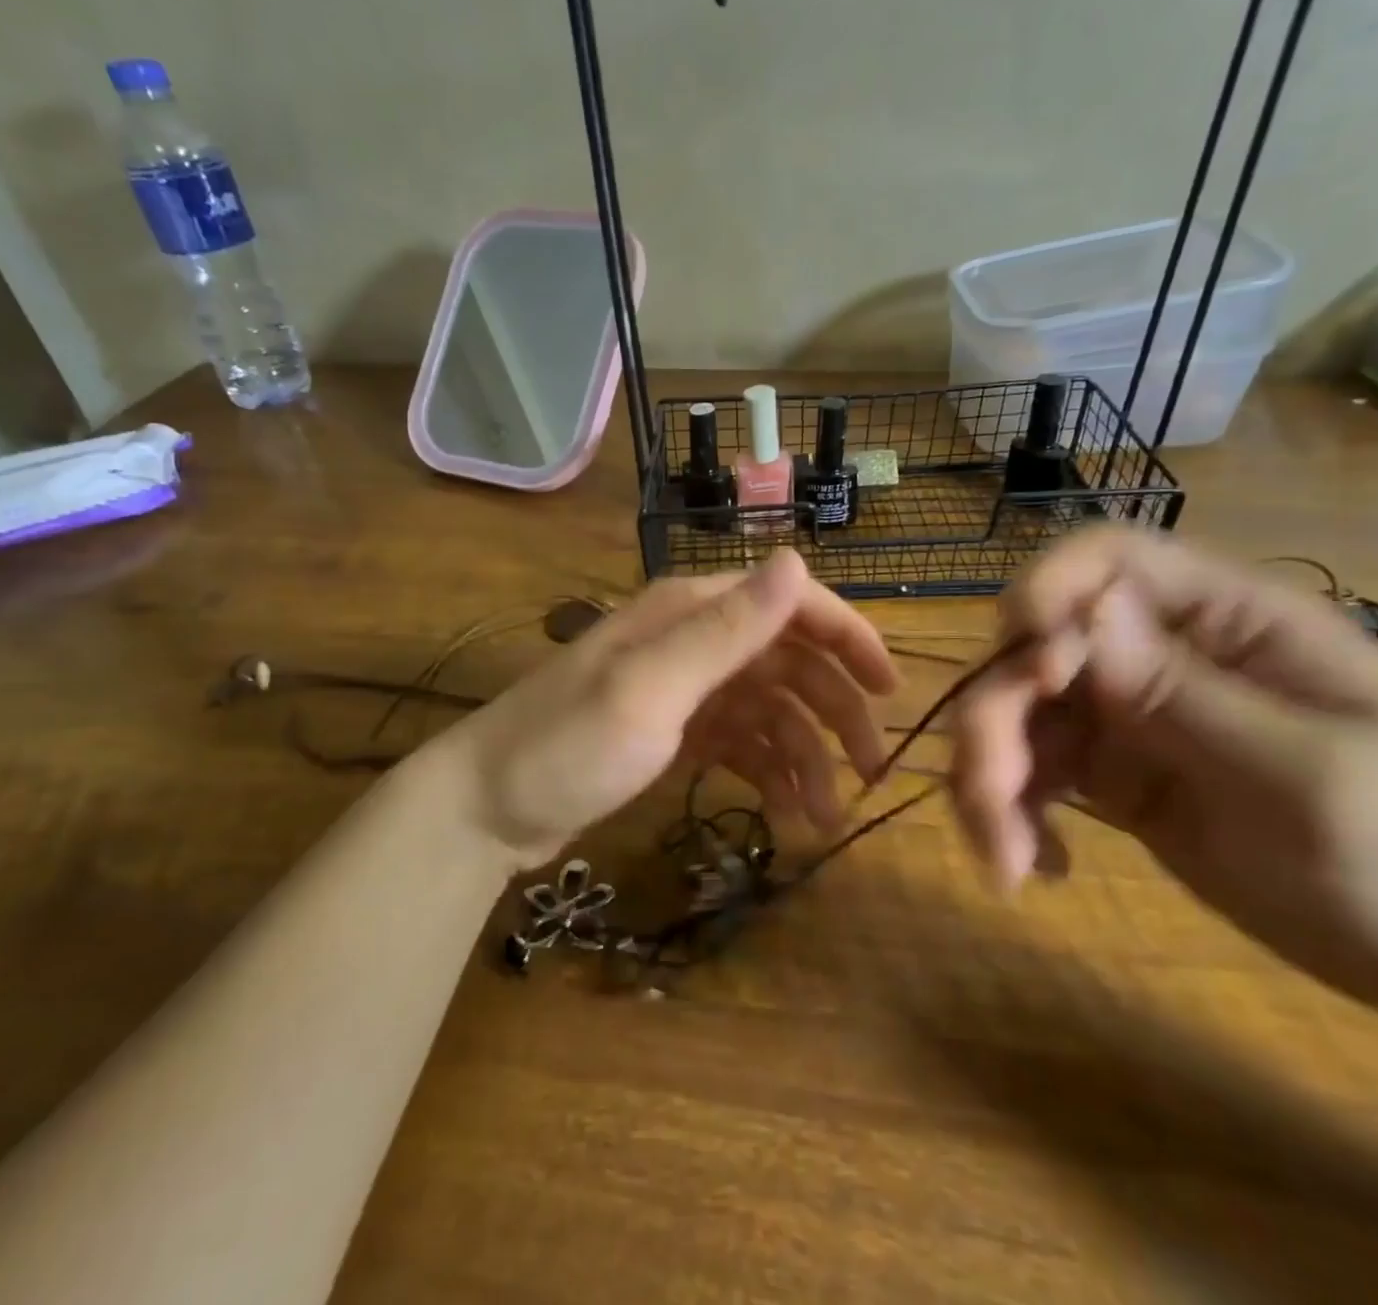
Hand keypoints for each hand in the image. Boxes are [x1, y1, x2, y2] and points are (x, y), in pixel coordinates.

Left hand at [437, 550, 897, 866]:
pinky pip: (742, 743)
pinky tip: (786, 812)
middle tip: (873, 771)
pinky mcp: (674, 733)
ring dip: (805, 756)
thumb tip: (797, 558)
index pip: (790, 606)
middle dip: (835, 713)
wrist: (487, 809)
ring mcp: (684, 689)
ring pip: (770, 710)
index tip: (890, 690)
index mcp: (692, 613)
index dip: (847, 639)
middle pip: (788, 662)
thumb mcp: (651, 688)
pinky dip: (769, 773)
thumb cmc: (568, 746)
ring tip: (826, 817)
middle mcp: (694, 641)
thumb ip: (727, 628)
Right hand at [950, 528, 1377, 1018]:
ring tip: (1005, 860)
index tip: (1027, 669)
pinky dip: (1010, 813)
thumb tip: (1083, 612)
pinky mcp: (1107, 774)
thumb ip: (1187, 693)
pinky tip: (1033, 866)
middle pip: (1035, 649)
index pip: (1109, 560)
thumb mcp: (1311, 777)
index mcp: (1227, 622)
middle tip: (993, 802)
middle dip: (996, 718)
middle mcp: (1159, 653)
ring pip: (1015, 714)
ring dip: (990, 777)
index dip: (1045, 591)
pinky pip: (1028, 772)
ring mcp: (1127, 715)